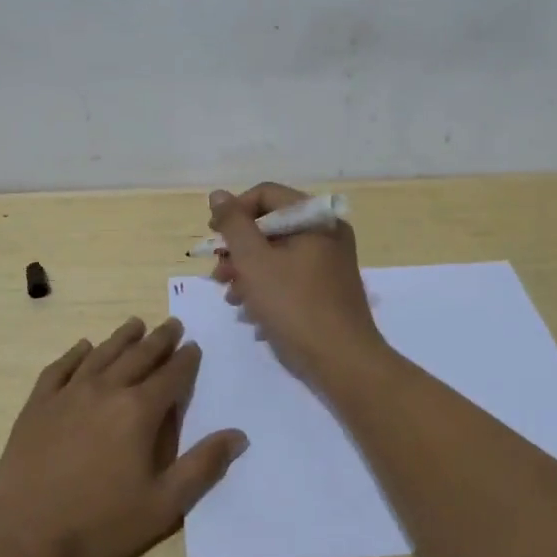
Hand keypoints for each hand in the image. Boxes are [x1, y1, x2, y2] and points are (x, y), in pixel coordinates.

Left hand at [0, 317, 247, 556]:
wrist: (26, 536)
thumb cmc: (101, 523)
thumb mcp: (164, 505)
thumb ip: (202, 466)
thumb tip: (238, 435)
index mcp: (139, 411)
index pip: (171, 376)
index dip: (186, 360)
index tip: (194, 346)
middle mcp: (106, 390)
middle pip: (138, 356)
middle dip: (159, 340)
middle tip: (172, 324)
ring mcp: (68, 394)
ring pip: (102, 354)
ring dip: (122, 338)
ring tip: (135, 324)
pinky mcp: (38, 405)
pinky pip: (60, 368)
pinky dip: (75, 354)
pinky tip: (83, 347)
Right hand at [208, 183, 390, 386]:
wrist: (342, 361)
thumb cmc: (294, 305)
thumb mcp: (254, 261)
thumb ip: (234, 224)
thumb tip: (219, 195)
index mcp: (315, 218)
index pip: (265, 195)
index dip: (234, 212)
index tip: (213, 239)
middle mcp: (327, 232)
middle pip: (271, 225)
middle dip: (239, 249)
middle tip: (218, 274)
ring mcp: (330, 261)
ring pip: (278, 252)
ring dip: (248, 270)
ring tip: (231, 297)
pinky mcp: (328, 287)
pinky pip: (291, 273)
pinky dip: (268, 285)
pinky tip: (251, 311)